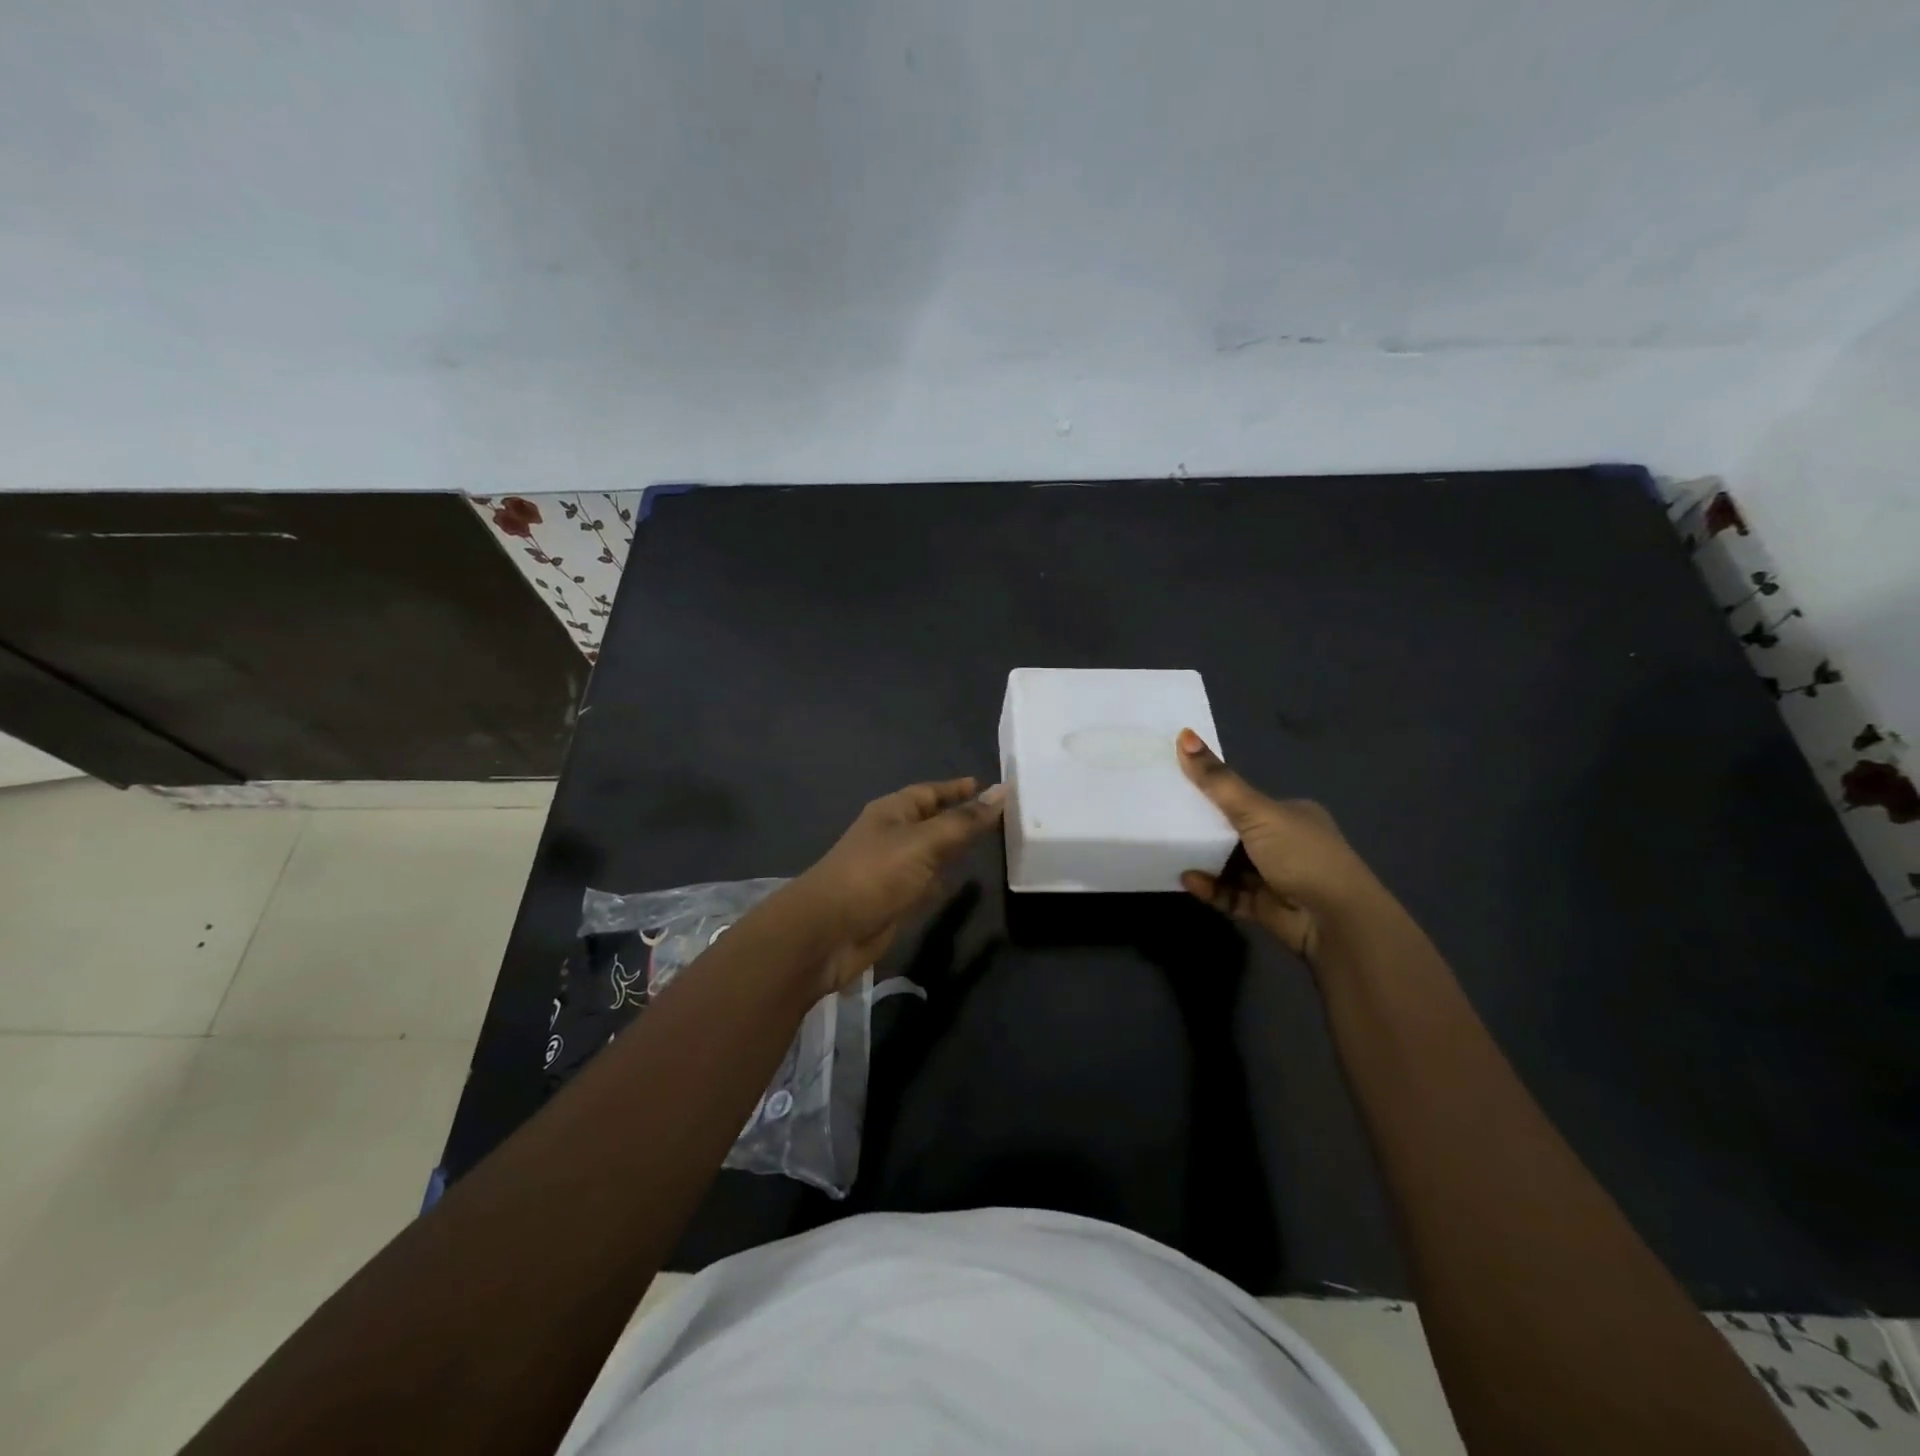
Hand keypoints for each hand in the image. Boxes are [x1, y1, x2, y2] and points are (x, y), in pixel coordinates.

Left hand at [785, 778, 1006, 993]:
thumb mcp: (924, 842)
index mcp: (893, 812)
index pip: (931, 792)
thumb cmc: (875, 875)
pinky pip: (925, 883)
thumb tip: (1002, 792)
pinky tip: (962, 882)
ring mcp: (892, 870)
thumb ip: (964, 821)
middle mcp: (892, 836)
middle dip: (962, 818)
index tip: (990, 787)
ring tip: (991, 844)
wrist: (828, 932)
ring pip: (931, 853)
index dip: (958, 789)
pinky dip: (942, 880)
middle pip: (932, 821)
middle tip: (1002, 817)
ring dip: (955, 850)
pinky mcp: (894, 901)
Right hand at [1176, 728, 1392, 958]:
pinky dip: (1210, 888)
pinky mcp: (1267, 909)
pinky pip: (1230, 895)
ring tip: (1170, 851)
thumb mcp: (1256, 811)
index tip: (1182, 790)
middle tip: (1167, 822)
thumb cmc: (1300, 855)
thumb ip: (1218, 780)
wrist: (1335, 921)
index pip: (1248, 801)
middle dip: (1205, 831)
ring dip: (1204, 861)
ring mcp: (1278, 878)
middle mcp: (1287, 844)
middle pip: (1236, 833)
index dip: (1216, 795)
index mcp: (1293, 815)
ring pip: (1231, 866)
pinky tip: (1188, 880)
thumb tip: (1184, 733)